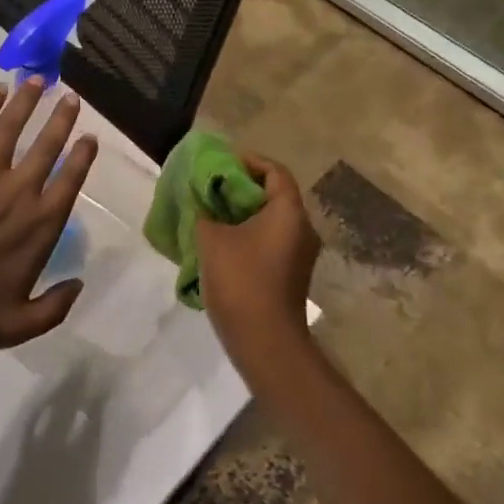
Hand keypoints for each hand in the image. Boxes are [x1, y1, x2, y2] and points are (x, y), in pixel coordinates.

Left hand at [0, 79, 97, 349]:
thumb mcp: (18, 325)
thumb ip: (55, 308)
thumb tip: (78, 285)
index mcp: (39, 224)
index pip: (70, 180)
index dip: (82, 156)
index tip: (90, 138)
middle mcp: (18, 190)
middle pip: (47, 145)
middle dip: (62, 118)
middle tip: (71, 98)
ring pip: (11, 127)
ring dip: (27, 101)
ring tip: (37, 80)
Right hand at [197, 155, 319, 378]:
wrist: (265, 342)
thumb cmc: (241, 280)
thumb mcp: (212, 239)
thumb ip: (204, 212)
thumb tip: (201, 202)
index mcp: (289, 212)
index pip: (274, 171)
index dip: (249, 161)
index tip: (221, 164)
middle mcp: (302, 228)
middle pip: (274, 194)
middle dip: (242, 189)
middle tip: (211, 188)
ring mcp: (300, 254)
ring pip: (272, 220)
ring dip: (243, 214)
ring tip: (212, 215)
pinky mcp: (292, 275)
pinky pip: (271, 242)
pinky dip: (249, 235)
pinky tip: (222, 244)